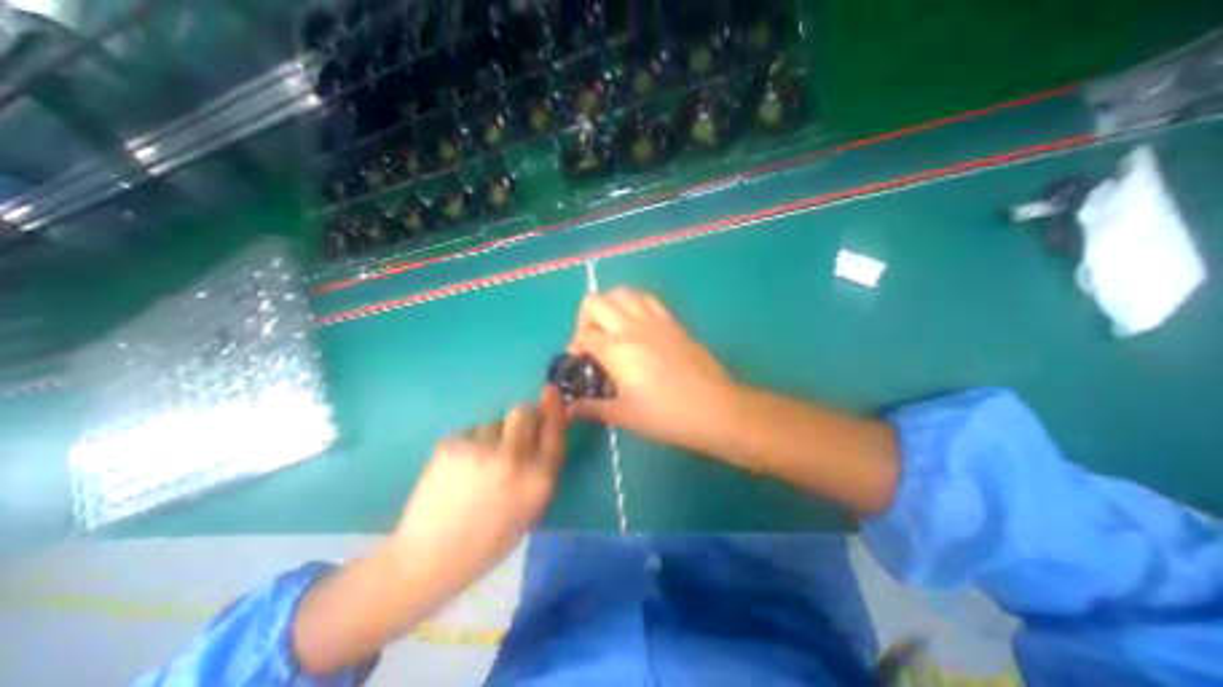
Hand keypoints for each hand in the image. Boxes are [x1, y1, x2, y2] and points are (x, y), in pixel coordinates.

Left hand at [389, 390, 570, 598]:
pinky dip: (471, 444)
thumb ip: (544, 467)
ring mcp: (479, 449)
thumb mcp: (531, 507)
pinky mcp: (451, 444)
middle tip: (513, 435)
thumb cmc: (490, 538)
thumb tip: (545, 429)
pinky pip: (471, 432)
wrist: (429, 557)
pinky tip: (460, 469)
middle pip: (524, 411)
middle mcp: (512, 458)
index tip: (551, 391)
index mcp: (537, 479)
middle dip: (524, 417)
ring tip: (479, 466)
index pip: (554, 430)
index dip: (554, 407)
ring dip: (494, 436)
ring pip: (495, 423)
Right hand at [565, 290, 728, 455]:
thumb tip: (571, 409)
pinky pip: (647, 299)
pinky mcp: (672, 321)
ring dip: (609, 306)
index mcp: (616, 349)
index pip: (585, 335)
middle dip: (585, 318)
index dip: (575, 346)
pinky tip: (636, 324)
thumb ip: (593, 408)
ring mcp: (655, 320)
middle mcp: (631, 326)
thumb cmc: (666, 414)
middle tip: (592, 341)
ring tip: (612, 328)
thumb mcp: (624, 415)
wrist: (714, 407)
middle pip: (596, 302)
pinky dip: (633, 303)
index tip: (580, 360)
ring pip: (622, 293)